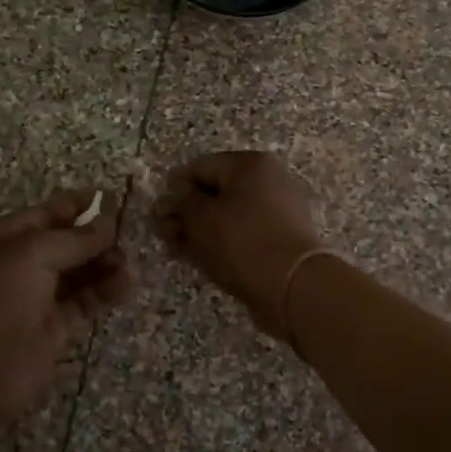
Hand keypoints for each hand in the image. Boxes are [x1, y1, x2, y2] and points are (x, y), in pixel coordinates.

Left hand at [0, 191, 132, 423]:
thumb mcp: (33, 254)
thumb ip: (75, 238)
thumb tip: (109, 222)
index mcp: (7, 238)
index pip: (49, 213)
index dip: (80, 206)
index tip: (116, 202)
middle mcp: (23, 265)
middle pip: (68, 244)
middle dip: (97, 239)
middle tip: (126, 241)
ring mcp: (39, 298)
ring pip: (80, 274)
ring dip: (105, 266)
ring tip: (126, 268)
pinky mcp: (55, 329)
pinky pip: (84, 303)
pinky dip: (104, 293)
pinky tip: (123, 287)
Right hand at [153, 152, 325, 339]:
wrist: (293, 286)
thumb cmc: (242, 241)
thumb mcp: (200, 218)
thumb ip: (181, 204)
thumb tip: (174, 198)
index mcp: (251, 165)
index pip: (201, 166)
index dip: (174, 188)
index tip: (157, 212)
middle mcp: (269, 181)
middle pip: (216, 192)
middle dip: (186, 213)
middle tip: (163, 234)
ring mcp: (279, 212)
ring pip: (228, 216)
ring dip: (200, 231)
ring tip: (175, 249)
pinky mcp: (282, 241)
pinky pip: (243, 235)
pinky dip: (221, 244)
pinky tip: (199, 259)